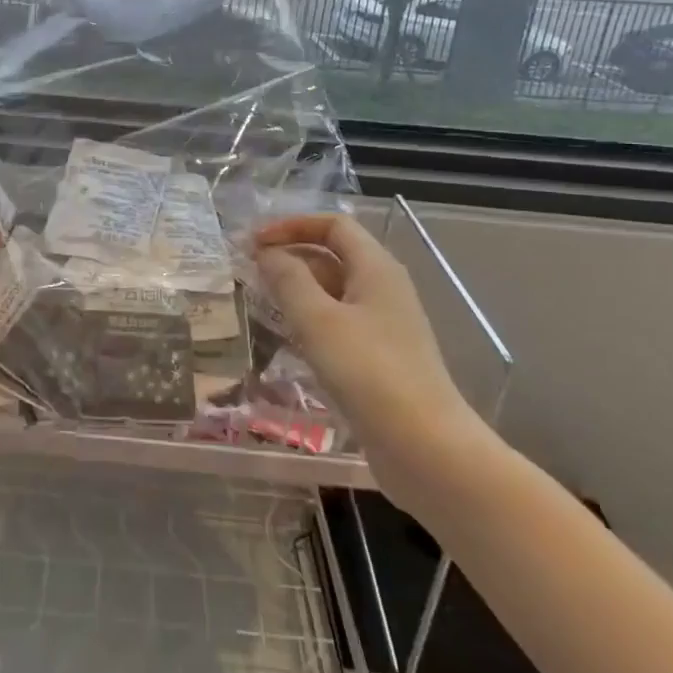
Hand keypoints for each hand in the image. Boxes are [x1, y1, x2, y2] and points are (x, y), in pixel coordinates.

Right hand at [254, 214, 488, 506]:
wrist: (425, 447)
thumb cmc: (368, 372)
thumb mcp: (317, 320)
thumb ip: (287, 279)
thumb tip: (267, 253)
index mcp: (376, 268)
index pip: (333, 225)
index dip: (292, 225)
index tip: (254, 243)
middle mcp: (384, 289)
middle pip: (333, 255)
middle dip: (290, 256)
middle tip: (247, 272)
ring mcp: (384, 325)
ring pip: (334, 292)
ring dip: (297, 289)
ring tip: (259, 302)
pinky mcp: (380, 358)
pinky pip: (339, 323)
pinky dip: (310, 320)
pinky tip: (287, 340)